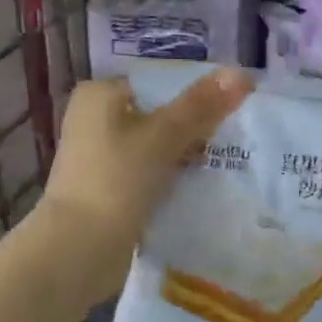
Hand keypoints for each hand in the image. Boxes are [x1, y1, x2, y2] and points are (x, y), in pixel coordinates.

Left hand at [38, 69, 253, 297]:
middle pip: (159, 115)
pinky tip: (200, 187)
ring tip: (225, 164)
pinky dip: (171, 178)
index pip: (158, 84)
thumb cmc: (116, 179)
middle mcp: (94, 120)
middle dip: (194, 129)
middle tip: (234, 141)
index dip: (196, 96)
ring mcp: (100, 157)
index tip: (232, 112)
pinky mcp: (108, 188)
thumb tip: (242, 73)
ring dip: (185, 156)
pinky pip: (149, 173)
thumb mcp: (163, 136)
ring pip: (156, 147)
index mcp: (99, 95)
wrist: (79, 249)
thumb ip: (201, 105)